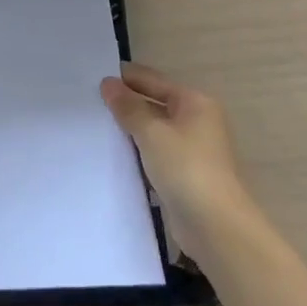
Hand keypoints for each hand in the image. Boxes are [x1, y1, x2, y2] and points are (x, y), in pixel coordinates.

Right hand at [100, 64, 249, 235]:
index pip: (153, 80)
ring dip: (130, 131)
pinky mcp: (185, 175)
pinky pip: (155, 154)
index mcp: (194, 102)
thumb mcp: (151, 132)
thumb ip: (128, 107)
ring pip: (154, 131)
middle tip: (90, 102)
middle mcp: (196, 121)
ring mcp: (192, 150)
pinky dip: (138, 153)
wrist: (216, 227)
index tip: (93, 78)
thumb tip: (108, 83)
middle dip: (126, 105)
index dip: (125, 78)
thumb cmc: (186, 168)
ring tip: (96, 126)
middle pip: (154, 104)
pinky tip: (114, 155)